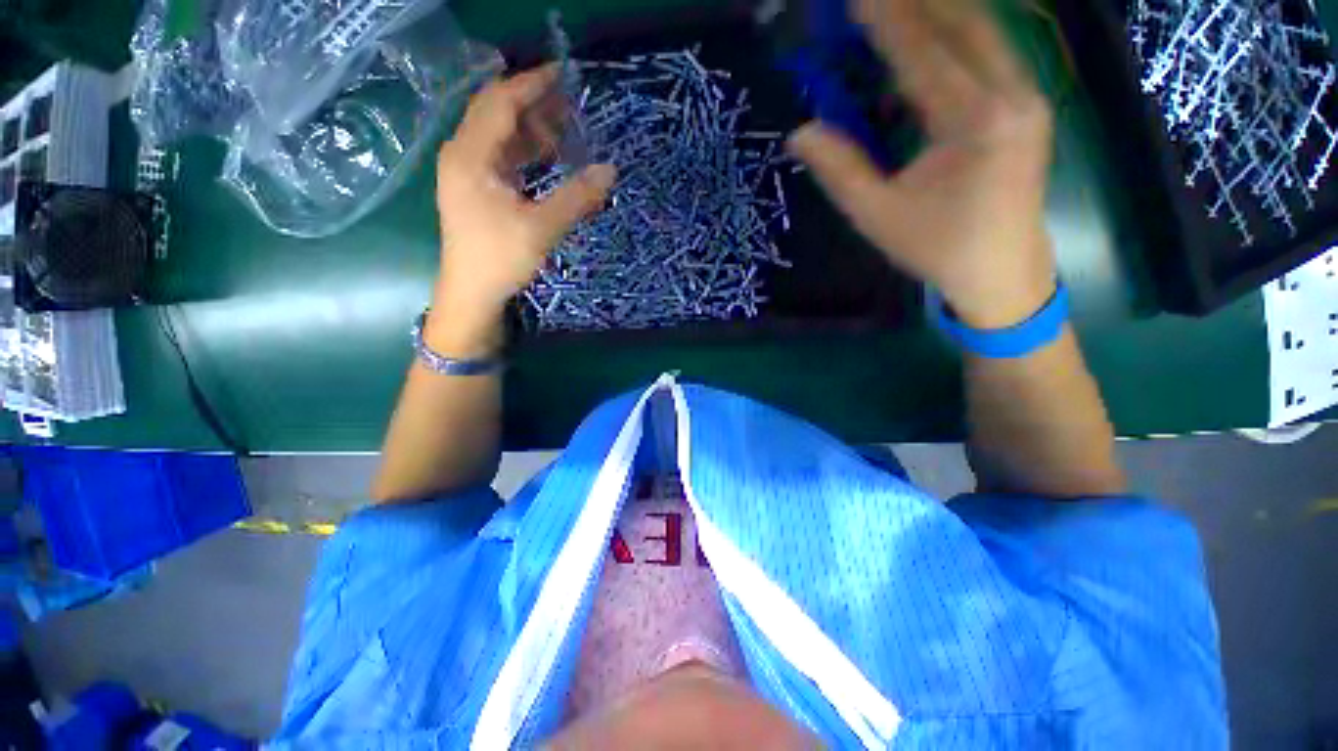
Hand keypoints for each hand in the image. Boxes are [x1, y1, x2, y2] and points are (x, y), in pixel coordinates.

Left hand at [431, 64, 615, 349]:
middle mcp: (463, 154)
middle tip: (571, 105)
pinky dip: (525, 152)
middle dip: (534, 105)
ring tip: (566, 133)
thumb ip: (577, 197)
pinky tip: (548, 159)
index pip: (500, 102)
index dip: (532, 84)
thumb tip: (611, 170)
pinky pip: (501, 157)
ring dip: (531, 130)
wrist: (471, 294)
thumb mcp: (542, 228)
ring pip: (499, 135)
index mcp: (471, 155)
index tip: (564, 74)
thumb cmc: (500, 259)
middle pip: (497, 113)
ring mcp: (467, 172)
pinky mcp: (475, 188)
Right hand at [788, 0, 1056, 328]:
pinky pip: (990, 52)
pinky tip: (928, 37)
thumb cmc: (938, 248)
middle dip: (916, 3)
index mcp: (977, 122)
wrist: (1003, 271)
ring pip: (983, 31)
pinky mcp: (1028, 104)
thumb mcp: (879, 215)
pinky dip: (955, 35)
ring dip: (938, 11)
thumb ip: (841, 170)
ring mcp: (1028, 96)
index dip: (886, 19)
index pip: (924, 53)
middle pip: (965, 23)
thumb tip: (799, 133)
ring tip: (897, 9)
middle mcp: (1013, 95)